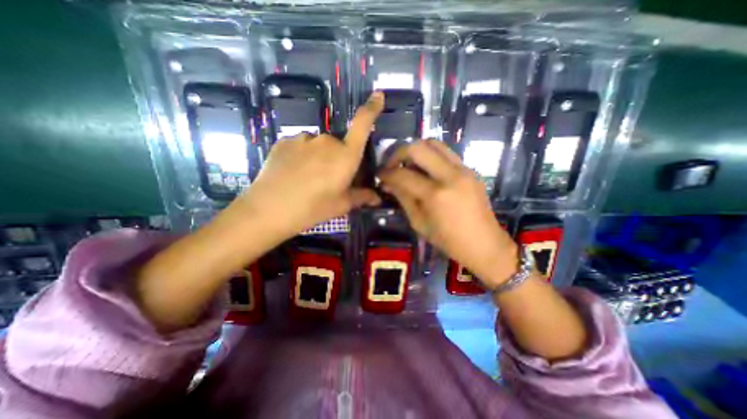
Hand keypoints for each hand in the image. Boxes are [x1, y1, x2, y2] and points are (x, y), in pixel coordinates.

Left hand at [233, 94, 384, 240]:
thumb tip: (377, 198)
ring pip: (319, 146)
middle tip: (329, 180)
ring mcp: (303, 138)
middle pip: (339, 145)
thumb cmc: (313, 208)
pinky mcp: (285, 141)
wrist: (269, 209)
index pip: (362, 125)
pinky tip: (293, 174)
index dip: (372, 109)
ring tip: (308, 179)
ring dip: (319, 158)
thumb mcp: (341, 205)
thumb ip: (361, 197)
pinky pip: (301, 146)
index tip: (378, 95)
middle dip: (338, 159)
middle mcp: (327, 141)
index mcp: (345, 156)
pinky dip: (302, 156)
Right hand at [380, 141, 520, 287]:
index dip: (386, 174)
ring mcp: (463, 169)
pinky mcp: (470, 169)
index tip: (379, 176)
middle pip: (418, 147)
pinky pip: (446, 153)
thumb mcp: (419, 223)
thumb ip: (403, 198)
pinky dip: (431, 156)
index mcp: (435, 195)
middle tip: (392, 165)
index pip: (403, 175)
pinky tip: (425, 170)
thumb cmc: (449, 241)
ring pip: (434, 143)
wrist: (485, 244)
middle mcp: (450, 175)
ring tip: (408, 164)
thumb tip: (388, 183)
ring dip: (416, 150)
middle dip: (399, 153)